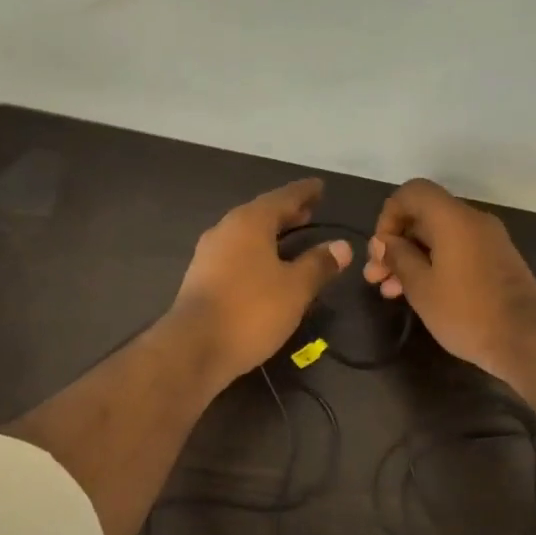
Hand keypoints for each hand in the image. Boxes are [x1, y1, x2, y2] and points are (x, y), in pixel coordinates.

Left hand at [170, 178, 352, 383]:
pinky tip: (266, 269)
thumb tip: (342, 246)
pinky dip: (256, 254)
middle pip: (261, 214)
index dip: (304, 192)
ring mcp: (208, 255)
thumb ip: (319, 264)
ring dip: (270, 235)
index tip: (320, 187)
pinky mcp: (201, 279)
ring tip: (291, 239)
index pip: (283, 197)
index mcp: (249, 223)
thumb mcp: (295, 288)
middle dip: (287, 213)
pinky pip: (236, 255)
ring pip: (246, 235)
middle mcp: (225, 230)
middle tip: (309, 212)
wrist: (194, 347)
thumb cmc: (251, 311)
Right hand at [363, 178, 535, 382]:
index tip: (380, 250)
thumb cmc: (467, 312)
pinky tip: (418, 294)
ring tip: (389, 292)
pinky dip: (433, 265)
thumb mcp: (422, 288)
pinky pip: (457, 252)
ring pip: (439, 238)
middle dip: (395, 244)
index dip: (389, 215)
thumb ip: (399, 257)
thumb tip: (384, 242)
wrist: (528, 340)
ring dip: (411, 259)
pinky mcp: (496, 262)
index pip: (413, 192)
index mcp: (453, 219)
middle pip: (424, 216)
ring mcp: (488, 241)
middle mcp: (473, 221)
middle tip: (375, 277)